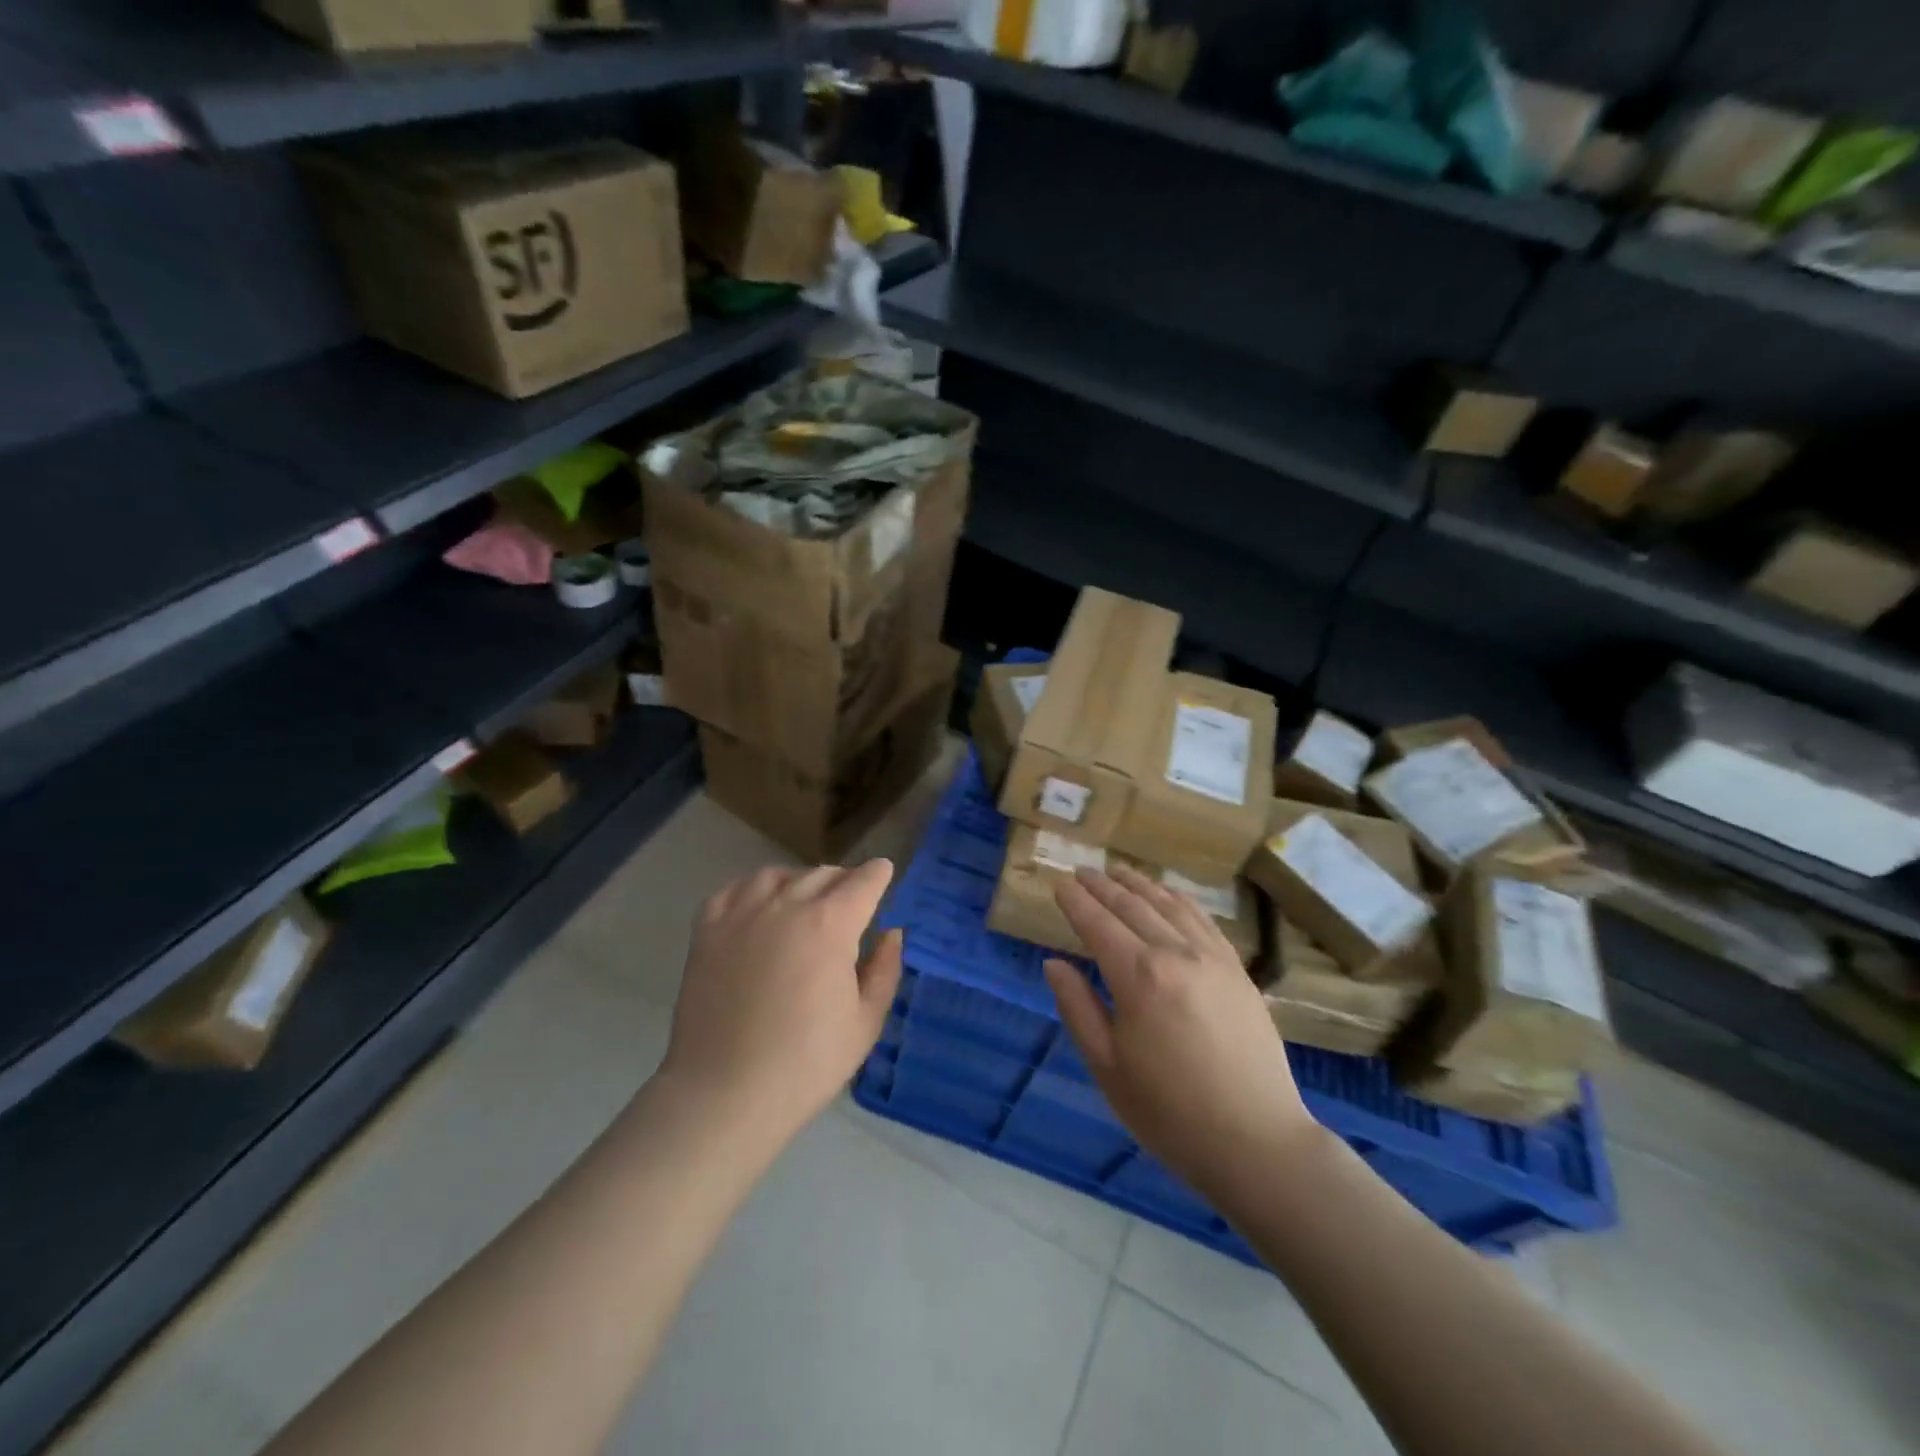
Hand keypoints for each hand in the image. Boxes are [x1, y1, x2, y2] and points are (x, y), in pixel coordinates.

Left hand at [661, 861, 901, 1146]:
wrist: (725, 1093)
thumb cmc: (806, 1064)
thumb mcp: (865, 1022)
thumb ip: (884, 970)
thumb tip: (892, 934)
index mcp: (830, 925)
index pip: (863, 882)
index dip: (878, 875)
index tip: (884, 873)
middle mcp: (786, 905)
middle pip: (822, 875)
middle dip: (844, 882)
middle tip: (850, 902)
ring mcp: (741, 914)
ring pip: (777, 875)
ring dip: (799, 881)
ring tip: (804, 901)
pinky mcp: (707, 931)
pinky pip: (733, 890)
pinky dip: (753, 890)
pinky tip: (759, 907)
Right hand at [1047, 865, 1316, 1196]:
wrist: (1257, 1142)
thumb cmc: (1170, 1112)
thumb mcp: (1108, 1066)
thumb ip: (1077, 1007)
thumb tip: (1053, 963)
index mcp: (1138, 977)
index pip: (1097, 923)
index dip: (1075, 901)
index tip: (1059, 883)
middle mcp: (1175, 953)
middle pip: (1131, 906)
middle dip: (1102, 886)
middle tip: (1081, 871)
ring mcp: (1212, 958)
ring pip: (1168, 905)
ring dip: (1139, 884)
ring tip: (1118, 871)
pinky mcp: (1237, 969)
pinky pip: (1202, 920)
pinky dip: (1178, 899)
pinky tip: (1168, 895)